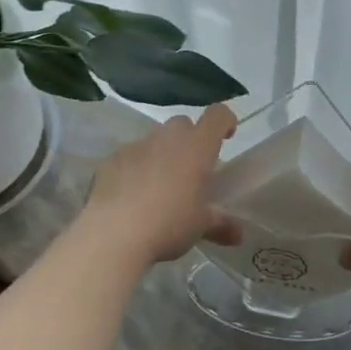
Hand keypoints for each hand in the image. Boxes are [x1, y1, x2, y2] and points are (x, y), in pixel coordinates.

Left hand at [81, 104, 242, 265]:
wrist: (114, 233)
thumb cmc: (169, 224)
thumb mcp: (200, 226)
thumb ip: (221, 224)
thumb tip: (239, 234)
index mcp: (196, 146)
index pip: (217, 115)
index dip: (225, 122)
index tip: (227, 137)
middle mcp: (167, 137)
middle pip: (183, 124)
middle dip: (190, 141)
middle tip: (191, 171)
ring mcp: (136, 145)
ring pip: (154, 140)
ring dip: (161, 155)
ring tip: (159, 188)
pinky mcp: (111, 159)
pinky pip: (129, 157)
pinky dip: (134, 169)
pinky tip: (130, 196)